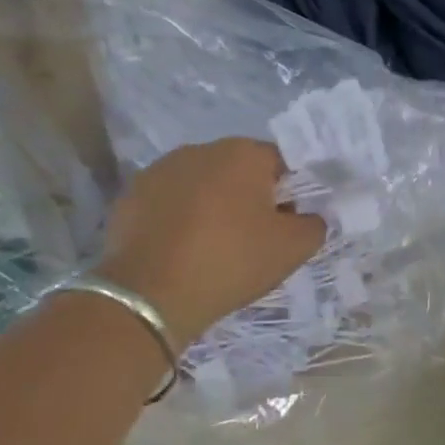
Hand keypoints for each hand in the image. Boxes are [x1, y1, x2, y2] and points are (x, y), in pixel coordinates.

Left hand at [96, 138, 325, 337]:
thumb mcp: (294, 248)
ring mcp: (159, 170)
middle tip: (252, 238)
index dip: (289, 194)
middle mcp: (200, 150)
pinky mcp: (131, 196)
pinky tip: (181, 250)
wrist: (151, 295)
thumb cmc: (232, 261)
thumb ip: (314, 224)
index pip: (280, 163)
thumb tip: (307, 217)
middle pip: (238, 170)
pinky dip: (179, 218)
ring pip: (201, 184)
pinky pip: (169, 202)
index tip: (285, 225)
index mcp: (243, 153)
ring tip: (212, 246)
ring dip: (212, 205)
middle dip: (248, 197)